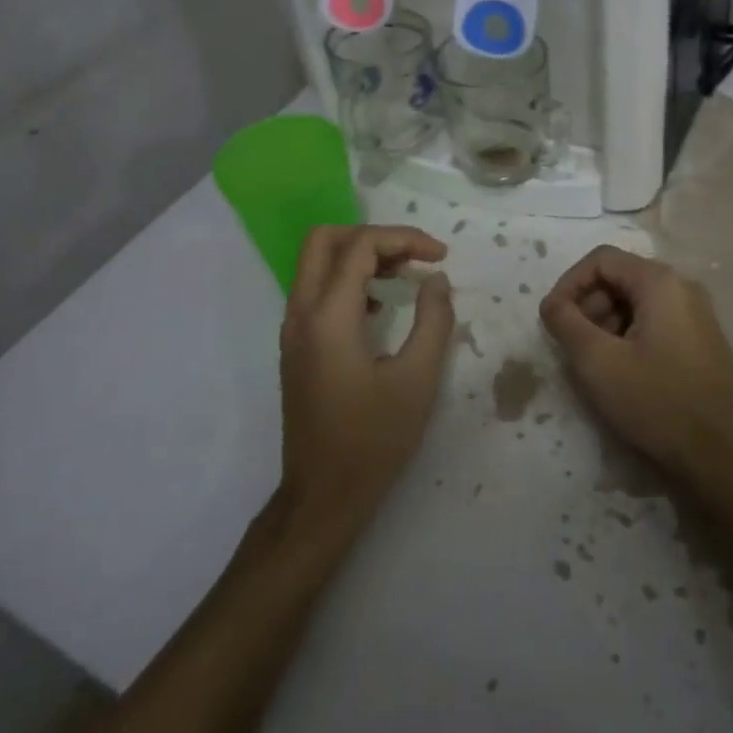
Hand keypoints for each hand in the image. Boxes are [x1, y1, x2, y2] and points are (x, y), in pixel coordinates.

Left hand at [278, 225, 453, 529]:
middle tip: (412, 256)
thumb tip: (437, 280)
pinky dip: (347, 281)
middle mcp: (301, 314)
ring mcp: (292, 330)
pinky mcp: (295, 347)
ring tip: (403, 276)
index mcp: (328, 317)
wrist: (323, 495)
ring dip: (359, 256)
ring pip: (316, 264)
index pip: (361, 246)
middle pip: (324, 240)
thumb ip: (434, 320)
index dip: (404, 239)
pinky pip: (316, 291)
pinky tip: (379, 306)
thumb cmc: (373, 439)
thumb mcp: (418, 379)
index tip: (440, 257)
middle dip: (373, 236)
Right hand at [539, 245, 732, 483]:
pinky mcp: (703, 341)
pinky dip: (630, 335)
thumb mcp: (597, 362)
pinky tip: (623, 371)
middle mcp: (684, 287)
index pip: (601, 260)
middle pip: (620, 278)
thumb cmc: (654, 403)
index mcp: (661, 282)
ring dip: (607, 323)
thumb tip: (552, 304)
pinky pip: (656, 321)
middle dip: (588, 305)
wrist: (717, 458)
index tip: (552, 319)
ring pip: (637, 301)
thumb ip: (565, 322)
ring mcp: (698, 314)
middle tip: (573, 345)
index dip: (568, 284)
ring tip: (595, 362)